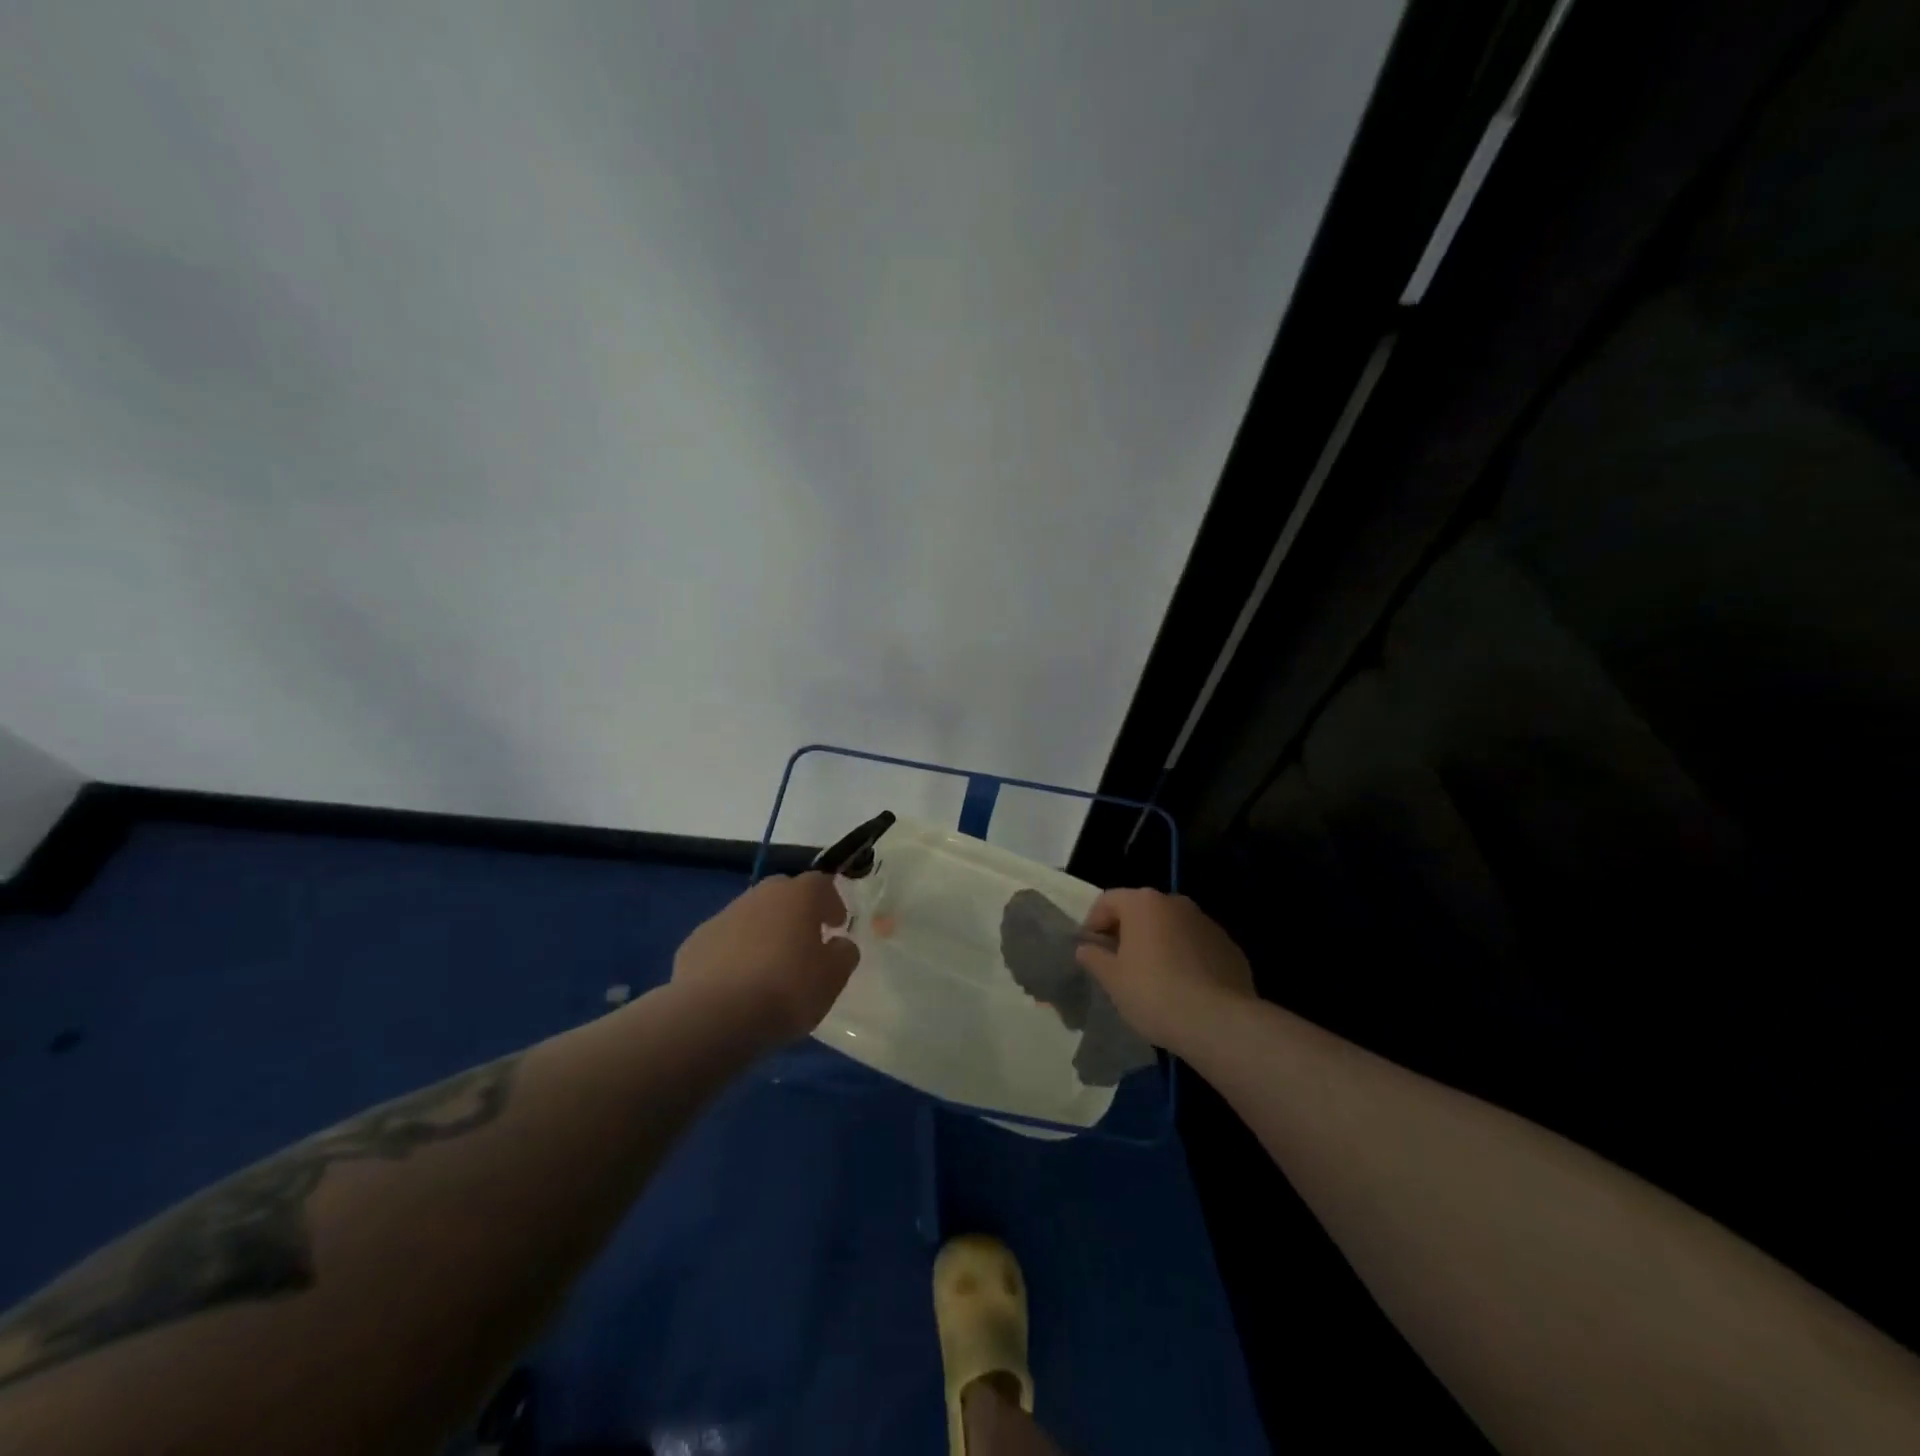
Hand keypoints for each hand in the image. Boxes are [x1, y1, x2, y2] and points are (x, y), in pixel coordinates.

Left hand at [671, 873, 859, 1049]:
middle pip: (783, 893)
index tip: (837, 924)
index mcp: (797, 896)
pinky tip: (737, 984)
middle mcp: (759, 895)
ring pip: (751, 916)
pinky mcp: (694, 943)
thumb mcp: (833, 978)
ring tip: (769, 967)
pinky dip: (734, 954)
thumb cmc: (786, 990)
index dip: (832, 902)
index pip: (820, 883)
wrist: (714, 1016)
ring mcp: (722, 917)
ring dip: (764, 932)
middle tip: (804, 940)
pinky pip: (724, 942)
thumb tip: (839, 944)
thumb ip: (843, 954)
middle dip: (796, 912)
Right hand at [1073, 888, 1254, 1053]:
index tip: (1091, 950)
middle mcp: (1176, 903)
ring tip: (1153, 978)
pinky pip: (1197, 946)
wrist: (1217, 1021)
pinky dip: (1186, 958)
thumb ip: (1094, 957)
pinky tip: (1184, 988)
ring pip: (1172, 927)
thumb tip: (1086, 948)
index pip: (1108, 901)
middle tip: (1119, 964)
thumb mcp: (1112, 979)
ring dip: (1159, 944)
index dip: (1094, 923)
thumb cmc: (1153, 993)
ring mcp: (1207, 923)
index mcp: (1144, 903)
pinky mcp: (1229, 947)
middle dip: (1128, 932)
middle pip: (1142, 911)